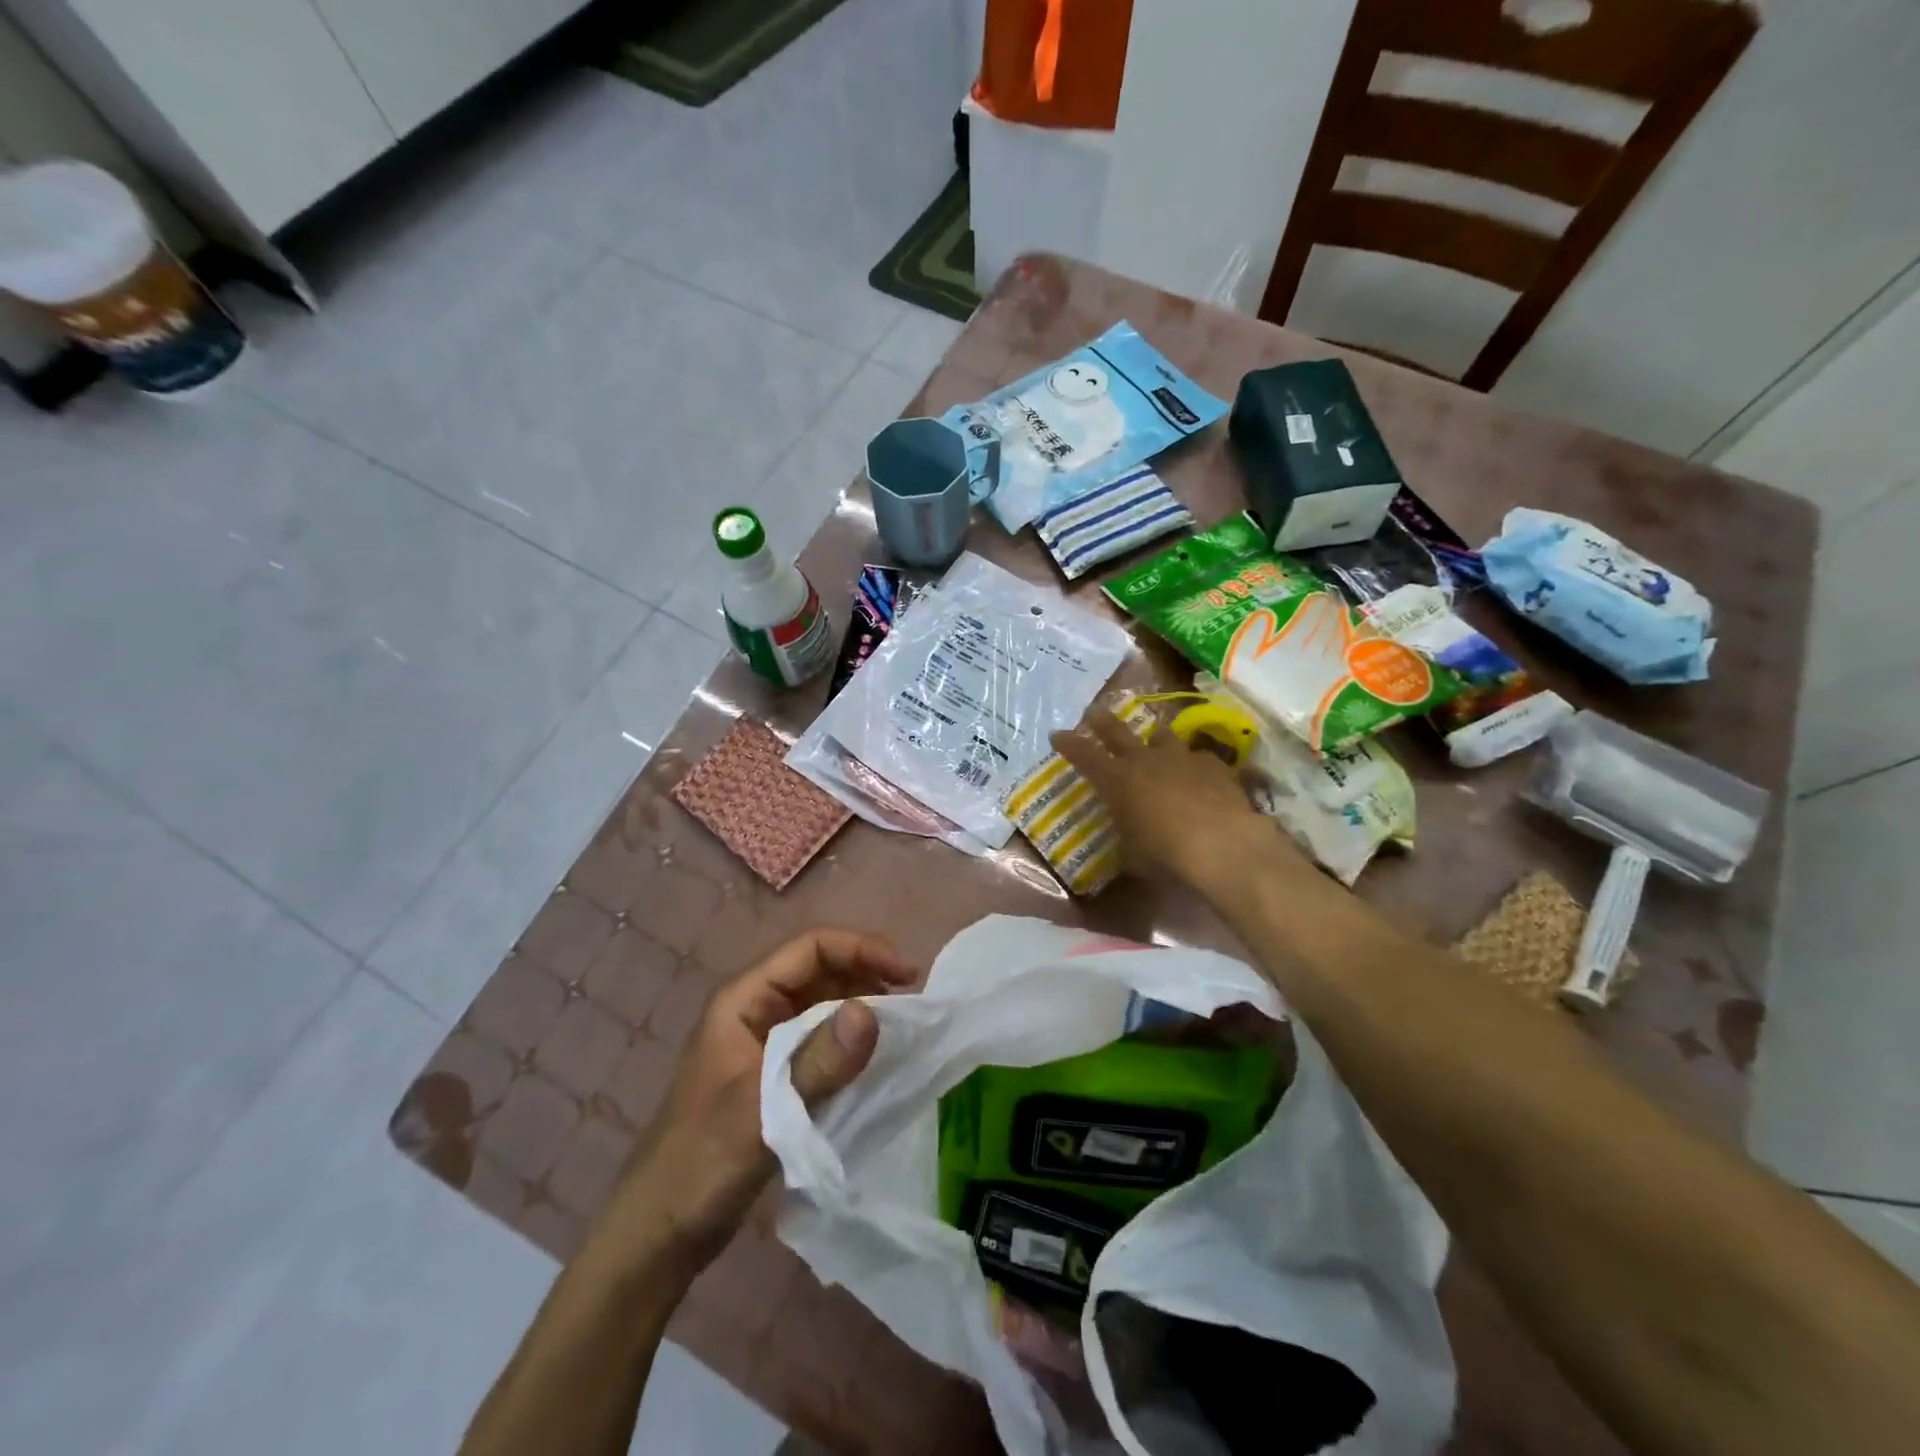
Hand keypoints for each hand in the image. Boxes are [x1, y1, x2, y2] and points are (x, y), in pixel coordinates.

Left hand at [598, 929, 916, 1268]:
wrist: (659, 1233)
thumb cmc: (702, 1161)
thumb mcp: (763, 1109)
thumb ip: (818, 1061)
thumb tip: (872, 1011)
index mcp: (744, 999)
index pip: (811, 949)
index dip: (861, 949)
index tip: (906, 975)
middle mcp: (756, 1010)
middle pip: (820, 971)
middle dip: (867, 975)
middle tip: (914, 1002)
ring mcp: (765, 1043)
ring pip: (824, 1005)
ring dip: (863, 1007)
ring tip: (904, 1026)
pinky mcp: (775, 1075)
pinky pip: (821, 1041)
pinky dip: (851, 1041)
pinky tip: (877, 1059)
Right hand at [1051, 702, 1285, 891]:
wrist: (1222, 845)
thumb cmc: (1165, 854)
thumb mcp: (1133, 855)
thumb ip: (1127, 838)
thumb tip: (1127, 841)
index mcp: (1117, 781)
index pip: (1084, 755)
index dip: (1069, 744)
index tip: (1057, 734)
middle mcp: (1145, 760)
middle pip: (1118, 731)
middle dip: (1102, 721)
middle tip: (1093, 711)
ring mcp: (1181, 758)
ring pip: (1162, 736)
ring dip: (1155, 739)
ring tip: (1155, 742)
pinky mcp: (1213, 765)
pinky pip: (1197, 758)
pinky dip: (1193, 765)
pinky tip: (1199, 777)